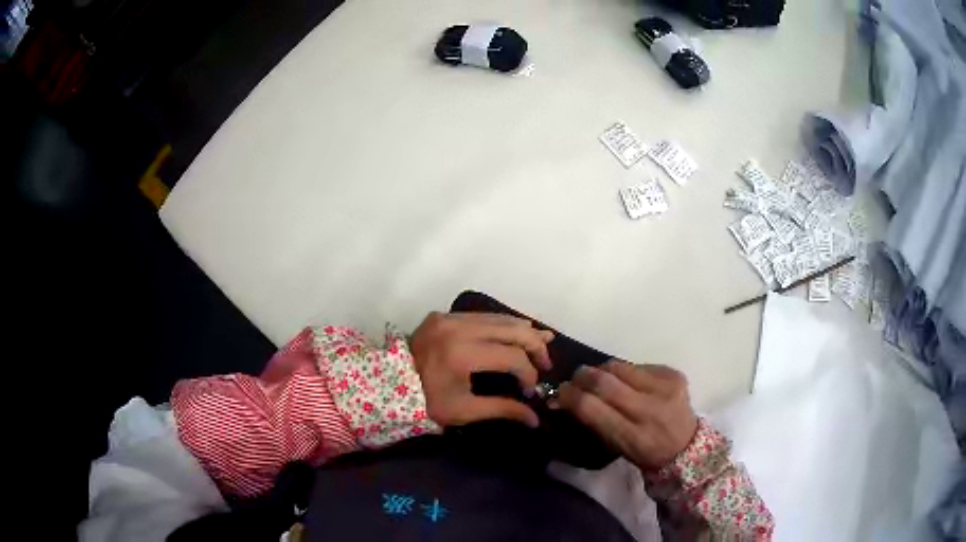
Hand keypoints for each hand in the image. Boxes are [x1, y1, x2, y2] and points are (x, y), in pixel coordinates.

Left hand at [410, 312, 553, 428]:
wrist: (387, 382)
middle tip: (546, 363)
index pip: (511, 358)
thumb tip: (535, 420)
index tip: (530, 391)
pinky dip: (504, 325)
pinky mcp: (446, 314)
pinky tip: (519, 331)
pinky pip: (484, 316)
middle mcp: (459, 328)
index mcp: (461, 354)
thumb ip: (502, 409)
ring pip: (500, 318)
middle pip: (512, 330)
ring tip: (543, 343)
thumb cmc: (425, 401)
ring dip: (524, 331)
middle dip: (535, 346)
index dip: (528, 374)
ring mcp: (451, 317)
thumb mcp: (463, 411)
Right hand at [557, 360, 697, 469]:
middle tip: (575, 379)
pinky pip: (639, 365)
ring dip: (603, 370)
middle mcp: (650, 410)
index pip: (591, 407)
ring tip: (599, 377)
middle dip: (583, 376)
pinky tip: (628, 381)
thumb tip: (562, 398)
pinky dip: (626, 371)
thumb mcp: (615, 447)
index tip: (559, 391)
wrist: (686, 445)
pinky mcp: (674, 374)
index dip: (570, 395)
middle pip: (604, 382)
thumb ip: (592, 421)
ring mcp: (665, 388)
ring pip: (620, 367)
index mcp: (632, 436)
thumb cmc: (644, 452)